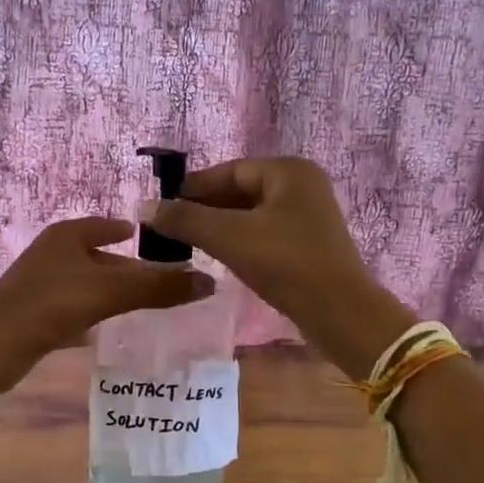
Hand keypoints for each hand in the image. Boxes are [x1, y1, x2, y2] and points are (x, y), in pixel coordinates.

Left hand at [0, 218, 213, 393]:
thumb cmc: (51, 303)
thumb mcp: (111, 292)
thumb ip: (158, 288)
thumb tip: (210, 283)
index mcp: (67, 236)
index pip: (104, 225)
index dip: (128, 231)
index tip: (152, 239)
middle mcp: (51, 256)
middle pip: (97, 258)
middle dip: (125, 269)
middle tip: (160, 281)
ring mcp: (39, 287)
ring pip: (84, 287)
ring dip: (109, 295)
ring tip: (141, 307)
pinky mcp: (33, 318)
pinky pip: (71, 312)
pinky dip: (89, 318)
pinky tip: (104, 331)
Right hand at [144, 158, 411, 379]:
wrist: (338, 311)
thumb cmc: (285, 263)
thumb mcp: (229, 237)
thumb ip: (186, 219)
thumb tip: (145, 207)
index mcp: (289, 172)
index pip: (230, 171)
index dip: (194, 187)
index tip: (164, 204)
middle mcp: (302, 186)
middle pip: (241, 190)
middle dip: (206, 207)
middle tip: (172, 226)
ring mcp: (309, 216)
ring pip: (252, 213)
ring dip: (221, 225)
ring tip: (189, 242)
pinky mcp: (309, 244)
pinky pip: (265, 232)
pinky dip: (240, 240)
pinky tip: (220, 255)